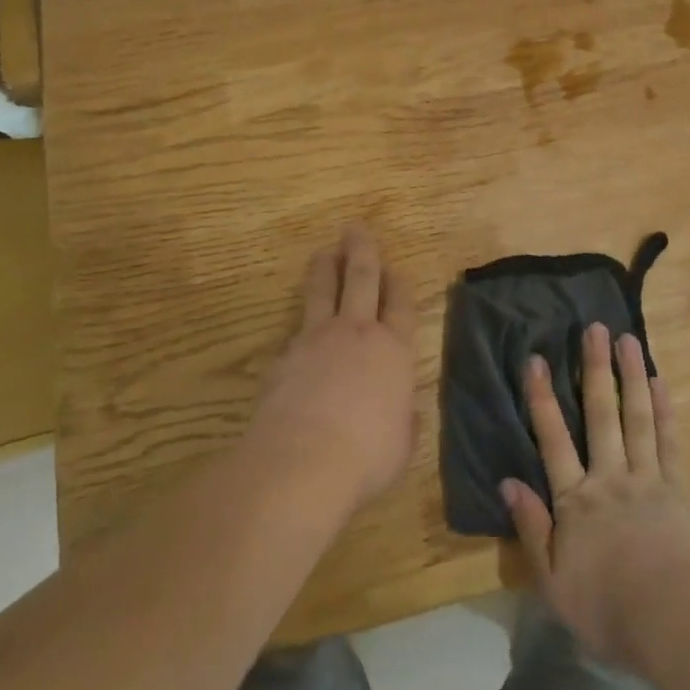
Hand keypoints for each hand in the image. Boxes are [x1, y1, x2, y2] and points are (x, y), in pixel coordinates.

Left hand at [250, 224, 419, 510]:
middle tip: (355, 229)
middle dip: (361, 251)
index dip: (399, 284)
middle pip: (361, 279)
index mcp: (393, 350)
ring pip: (322, 291)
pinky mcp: (285, 355)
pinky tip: (298, 324)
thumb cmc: (367, 456)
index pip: (400, 305)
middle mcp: (357, 333)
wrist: (303, 460)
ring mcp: (317, 339)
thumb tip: (404, 414)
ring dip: (325, 268)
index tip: (396, 268)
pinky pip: (295, 327)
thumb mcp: (401, 445)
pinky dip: (300, 320)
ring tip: (324, 252)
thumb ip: (403, 421)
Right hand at [503, 323, 689, 670]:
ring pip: (637, 417)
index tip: (536, 359)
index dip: (542, 397)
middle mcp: (610, 477)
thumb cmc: (608, 609)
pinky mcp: (678, 488)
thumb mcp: (553, 581)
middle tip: (594, 328)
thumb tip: (507, 482)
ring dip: (631, 375)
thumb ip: (531, 528)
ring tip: (628, 339)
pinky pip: (669, 441)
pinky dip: (664, 409)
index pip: (553, 439)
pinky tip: (659, 381)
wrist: (674, 624)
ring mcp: (647, 478)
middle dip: (595, 369)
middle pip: (601, 414)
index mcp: (576, 500)